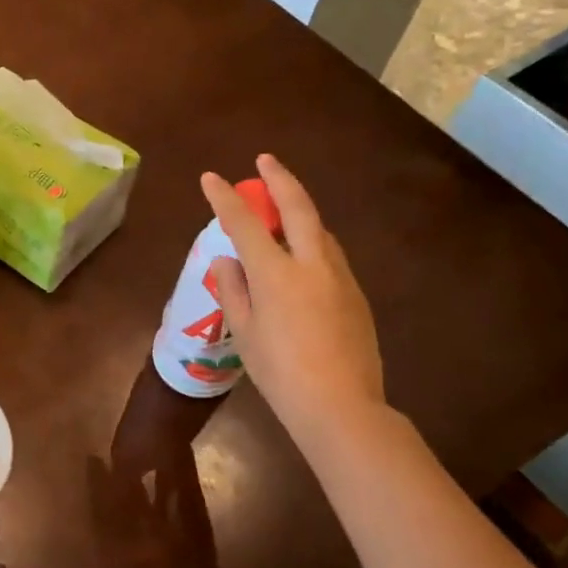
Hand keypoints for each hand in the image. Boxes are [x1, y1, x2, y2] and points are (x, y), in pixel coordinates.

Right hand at [201, 154, 384, 450]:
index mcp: (276, 273)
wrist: (341, 406)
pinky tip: (301, 257)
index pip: (244, 224)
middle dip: (279, 179)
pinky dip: (312, 241)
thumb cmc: (279, 373)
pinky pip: (330, 255)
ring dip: (300, 210)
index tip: (211, 178)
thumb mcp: (244, 332)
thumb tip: (227, 260)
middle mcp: (311, 264)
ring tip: (281, 208)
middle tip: (265, 161)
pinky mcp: (356, 295)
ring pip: (320, 230)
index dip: (224, 198)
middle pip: (297, 207)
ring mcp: (339, 277)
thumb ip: (233, 290)